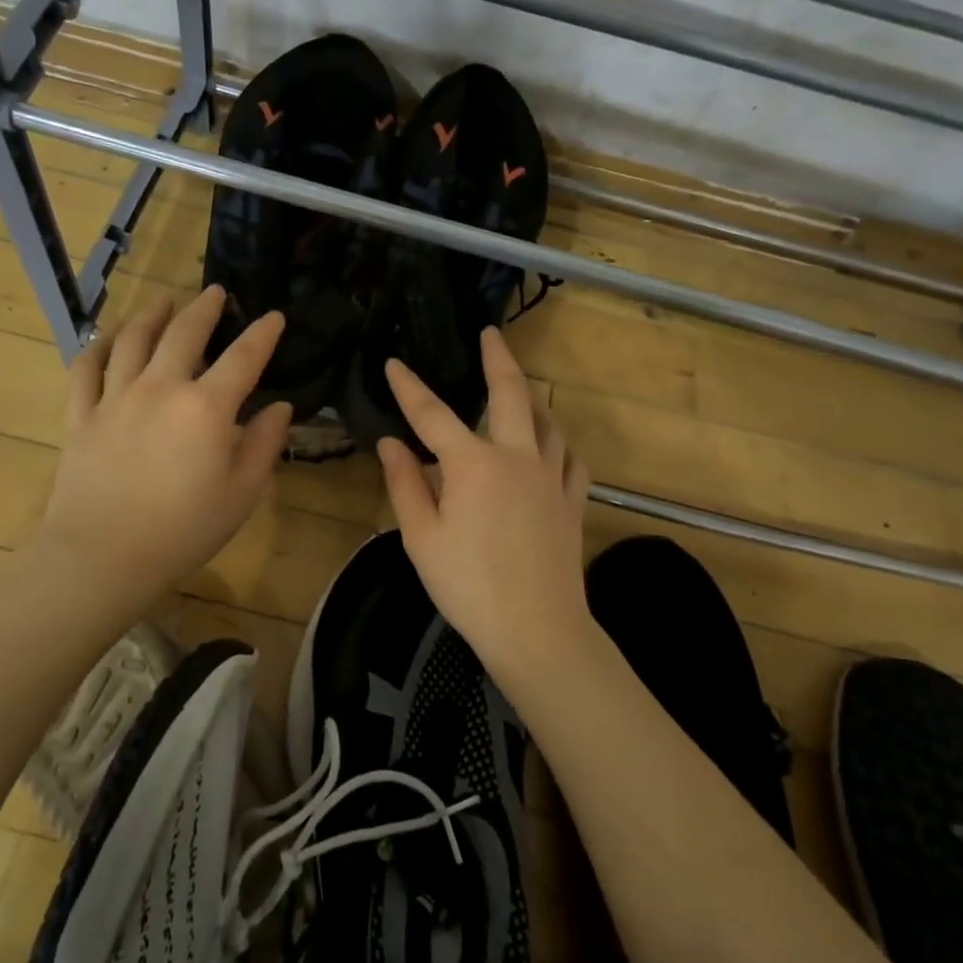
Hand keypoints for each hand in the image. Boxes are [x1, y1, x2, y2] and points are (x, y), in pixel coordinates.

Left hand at [35, 287, 290, 600]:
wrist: (104, 555)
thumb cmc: (184, 530)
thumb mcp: (242, 494)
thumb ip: (265, 445)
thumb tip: (279, 407)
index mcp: (207, 407)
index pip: (243, 358)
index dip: (262, 334)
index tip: (273, 316)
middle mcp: (161, 388)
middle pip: (184, 333)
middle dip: (204, 309)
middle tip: (215, 291)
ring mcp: (115, 397)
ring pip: (133, 340)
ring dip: (151, 314)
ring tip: (163, 300)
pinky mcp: (81, 415)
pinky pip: (86, 368)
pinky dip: (98, 346)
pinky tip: (107, 337)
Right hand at [376, 328, 594, 684]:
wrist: (536, 629)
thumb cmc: (468, 586)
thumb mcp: (421, 538)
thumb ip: (405, 484)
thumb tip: (390, 444)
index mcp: (472, 465)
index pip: (432, 415)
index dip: (409, 388)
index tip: (392, 363)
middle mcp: (516, 457)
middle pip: (509, 394)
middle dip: (497, 358)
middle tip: (490, 333)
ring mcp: (550, 478)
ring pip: (548, 421)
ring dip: (532, 398)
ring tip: (521, 389)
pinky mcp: (572, 502)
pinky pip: (572, 459)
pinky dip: (560, 444)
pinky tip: (553, 447)